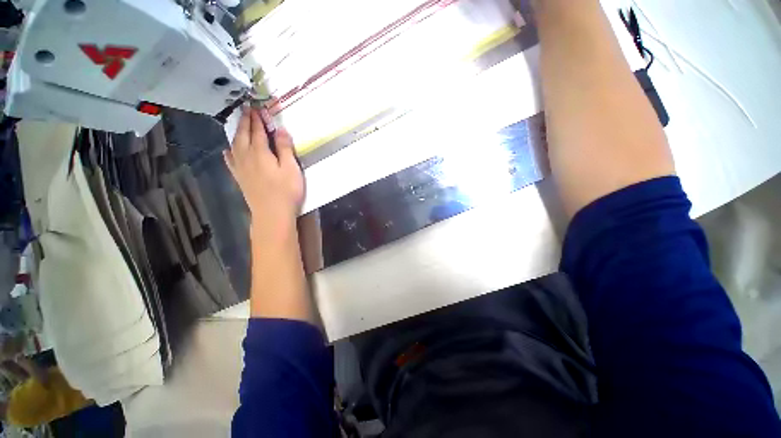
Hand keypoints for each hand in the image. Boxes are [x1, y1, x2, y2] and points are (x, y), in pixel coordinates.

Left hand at [224, 107, 303, 225]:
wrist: (272, 213)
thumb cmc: (286, 191)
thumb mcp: (291, 168)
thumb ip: (285, 148)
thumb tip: (281, 129)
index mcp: (260, 152)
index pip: (258, 131)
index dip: (258, 118)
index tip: (258, 107)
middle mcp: (246, 156)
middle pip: (243, 134)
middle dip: (245, 121)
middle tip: (246, 109)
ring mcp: (240, 168)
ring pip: (235, 145)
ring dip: (237, 132)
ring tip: (238, 125)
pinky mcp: (240, 178)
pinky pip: (231, 161)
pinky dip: (229, 152)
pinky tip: (228, 150)